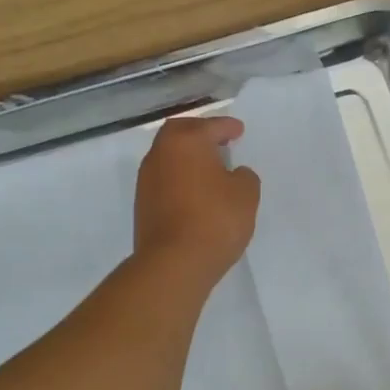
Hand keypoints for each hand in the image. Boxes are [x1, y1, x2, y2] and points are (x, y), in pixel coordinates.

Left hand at [133, 115, 260, 289]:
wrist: (174, 263)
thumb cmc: (215, 220)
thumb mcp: (245, 195)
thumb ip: (243, 177)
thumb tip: (233, 175)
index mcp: (186, 141)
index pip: (210, 126)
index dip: (227, 127)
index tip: (238, 130)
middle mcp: (161, 154)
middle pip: (179, 133)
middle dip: (199, 133)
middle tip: (218, 141)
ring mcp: (147, 180)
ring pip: (168, 157)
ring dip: (187, 157)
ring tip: (208, 168)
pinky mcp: (143, 204)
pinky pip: (164, 180)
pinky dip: (179, 178)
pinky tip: (194, 192)